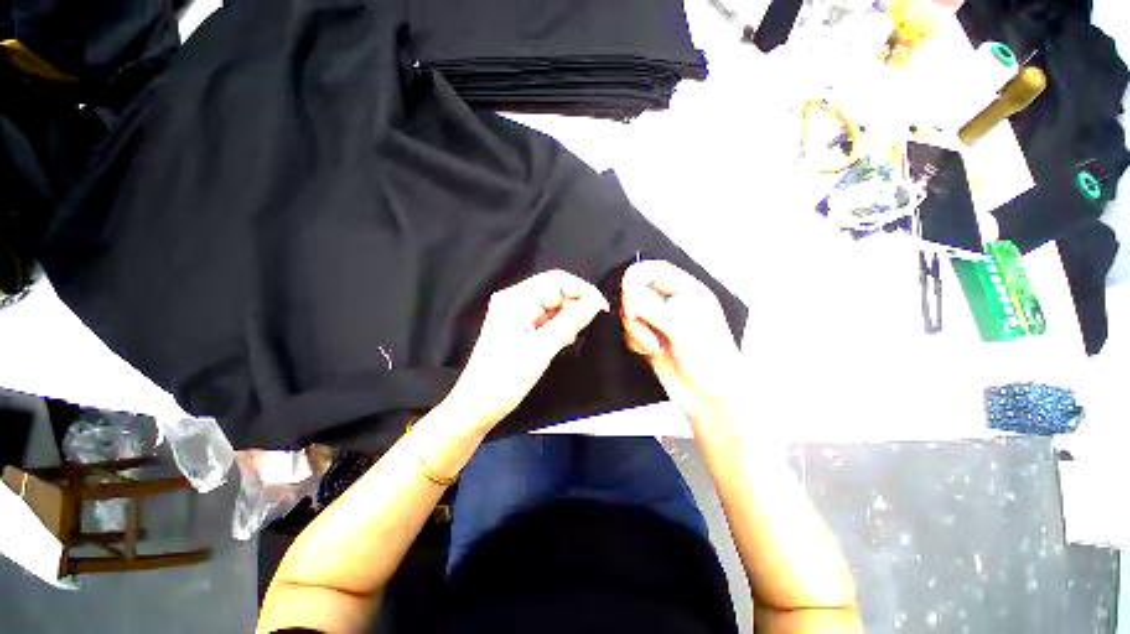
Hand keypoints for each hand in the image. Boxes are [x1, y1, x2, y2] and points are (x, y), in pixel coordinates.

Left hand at [443, 270, 608, 428]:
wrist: (477, 405)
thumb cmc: (506, 378)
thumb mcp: (542, 348)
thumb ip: (570, 321)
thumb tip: (595, 303)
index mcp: (515, 299)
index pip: (558, 280)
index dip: (583, 291)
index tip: (602, 309)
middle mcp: (513, 298)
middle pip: (554, 288)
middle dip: (576, 303)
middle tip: (588, 325)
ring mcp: (513, 311)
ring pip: (551, 302)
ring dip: (568, 315)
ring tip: (572, 336)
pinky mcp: (516, 324)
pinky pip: (544, 315)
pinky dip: (557, 324)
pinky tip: (562, 339)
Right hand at [620, 260, 741, 423]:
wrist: (709, 396)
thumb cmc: (711, 359)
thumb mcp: (683, 327)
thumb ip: (652, 307)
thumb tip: (628, 294)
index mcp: (686, 291)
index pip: (654, 269)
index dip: (637, 277)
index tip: (629, 293)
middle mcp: (670, 304)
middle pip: (636, 291)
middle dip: (634, 308)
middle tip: (641, 321)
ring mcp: (659, 322)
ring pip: (630, 313)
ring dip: (635, 329)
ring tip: (652, 343)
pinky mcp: (649, 339)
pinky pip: (629, 332)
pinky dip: (635, 341)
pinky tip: (650, 351)